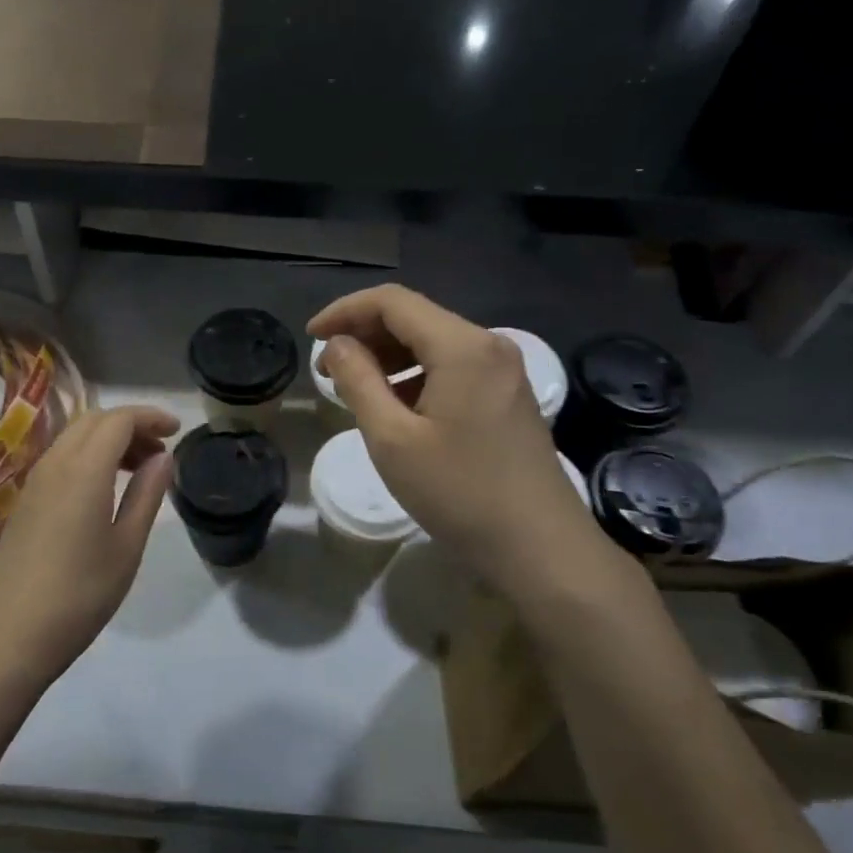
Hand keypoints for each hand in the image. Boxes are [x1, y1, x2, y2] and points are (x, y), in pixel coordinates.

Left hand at [0, 406, 176, 686]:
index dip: (150, 417)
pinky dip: (89, 455)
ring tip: (138, 469)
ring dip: (109, 439)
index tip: (177, 431)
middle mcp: (55, 464)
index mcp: (83, 470)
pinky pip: (61, 457)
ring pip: (75, 437)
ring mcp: (35, 482)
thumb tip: (163, 457)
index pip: (118, 420)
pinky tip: (105, 487)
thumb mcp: (127, 546)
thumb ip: (147, 494)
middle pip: (94, 420)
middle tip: (160, 451)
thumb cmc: (79, 594)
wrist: (10, 636)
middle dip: (131, 425)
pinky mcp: (25, 501)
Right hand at [307, 286, 606, 599]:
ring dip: (388, 355)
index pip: (392, 301)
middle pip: (415, 317)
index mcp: (462, 346)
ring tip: (354, 387)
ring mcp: (504, 370)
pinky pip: (453, 366)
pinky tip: (395, 405)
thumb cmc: (460, 493)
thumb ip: (358, 381)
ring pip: (433, 342)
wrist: (542, 550)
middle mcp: (488, 345)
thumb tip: (337, 344)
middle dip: (364, 334)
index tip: (311, 336)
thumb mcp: (393, 439)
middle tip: (327, 368)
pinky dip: (416, 374)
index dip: (345, 311)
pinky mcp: (508, 395)